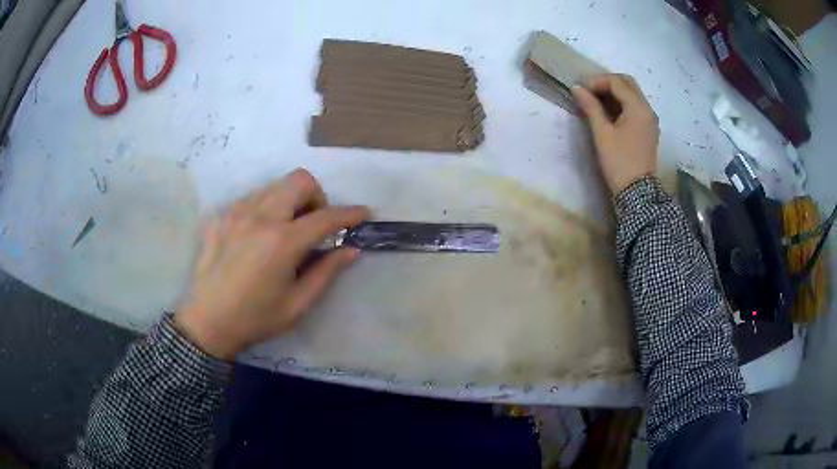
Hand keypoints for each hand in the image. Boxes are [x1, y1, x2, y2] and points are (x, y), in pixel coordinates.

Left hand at [175, 169, 370, 360]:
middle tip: (313, 225)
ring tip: (284, 231)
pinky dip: (265, 209)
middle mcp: (259, 217)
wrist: (207, 322)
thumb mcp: (298, 304)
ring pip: (274, 186)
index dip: (349, 213)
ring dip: (289, 201)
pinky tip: (258, 236)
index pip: (325, 217)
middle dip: (316, 196)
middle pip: (298, 180)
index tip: (364, 214)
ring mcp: (236, 212)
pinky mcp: (220, 216)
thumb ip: (327, 272)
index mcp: (282, 242)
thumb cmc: (256, 318)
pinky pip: (251, 198)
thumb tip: (351, 249)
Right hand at [572, 73, 658, 194]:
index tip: (581, 90)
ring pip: (632, 94)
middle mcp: (648, 109)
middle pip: (627, 83)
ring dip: (615, 92)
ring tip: (596, 102)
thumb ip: (590, 107)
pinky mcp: (649, 129)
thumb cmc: (619, 162)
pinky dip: (622, 103)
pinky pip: (636, 107)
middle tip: (590, 93)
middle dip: (607, 83)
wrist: (637, 193)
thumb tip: (577, 88)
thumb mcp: (602, 133)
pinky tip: (609, 113)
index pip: (617, 82)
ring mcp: (650, 120)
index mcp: (638, 108)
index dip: (597, 81)